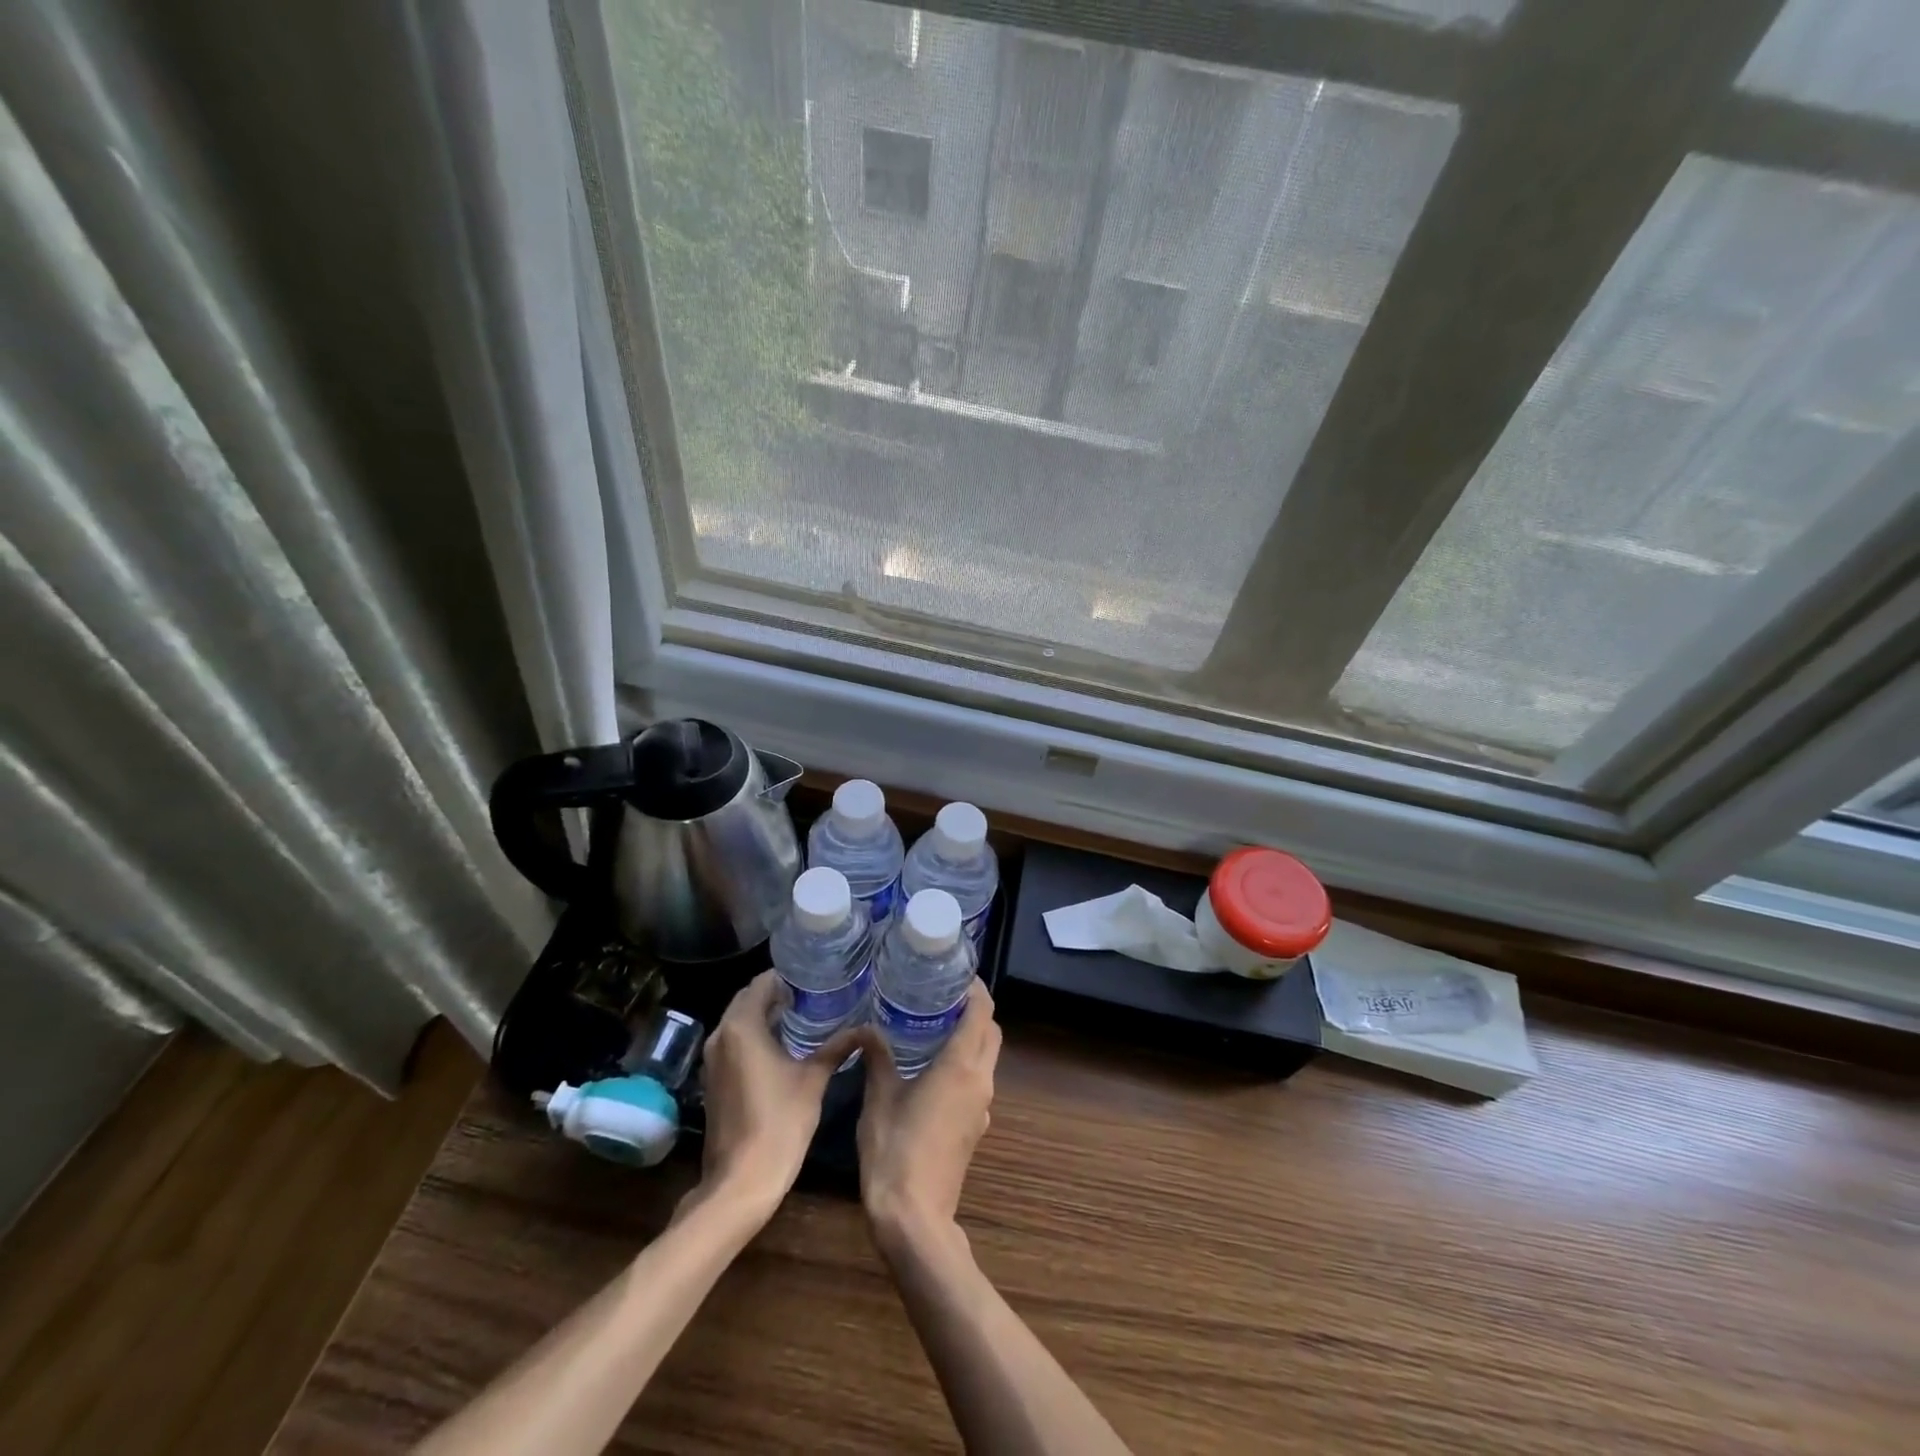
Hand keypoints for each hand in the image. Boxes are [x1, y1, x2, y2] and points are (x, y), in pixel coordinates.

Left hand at [693, 971, 854, 1222]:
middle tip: (811, 993)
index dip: (787, 977)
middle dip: (775, 993)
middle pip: (747, 999)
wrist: (740, 1181)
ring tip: (801, 1015)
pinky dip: (754, 1035)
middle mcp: (721, 1035)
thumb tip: (865, 1028)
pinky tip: (782, 1045)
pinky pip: (734, 1042)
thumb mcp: (814, 1080)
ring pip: (739, 1021)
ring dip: (764, 1014)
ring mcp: (712, 1059)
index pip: (761, 983)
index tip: (814, 976)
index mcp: (742, 1027)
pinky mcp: (713, 1079)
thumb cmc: (779, 1123)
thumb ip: (836, 1048)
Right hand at [856, 978, 1000, 1247]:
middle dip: (974, 1010)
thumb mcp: (879, 1097)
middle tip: (940, 997)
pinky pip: (976, 1082)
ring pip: (987, 1058)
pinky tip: (931, 1068)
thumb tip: (867, 1028)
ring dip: (970, 1038)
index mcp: (962, 1065)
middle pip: (991, 1032)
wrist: (915, 1219)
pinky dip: (964, 1064)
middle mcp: (980, 1081)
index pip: (982, 1011)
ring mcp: (981, 1107)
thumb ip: (877, 1057)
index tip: (954, 974)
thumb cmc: (895, 1149)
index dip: (974, 988)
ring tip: (933, 1026)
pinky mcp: (974, 1128)